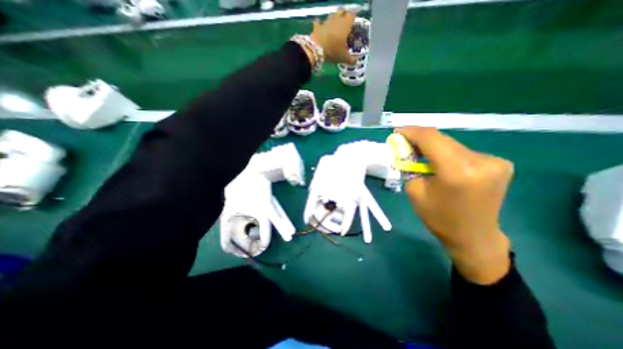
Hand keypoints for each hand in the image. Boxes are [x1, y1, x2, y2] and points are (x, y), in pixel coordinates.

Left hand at [310, 8, 354, 64]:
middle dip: (343, 16)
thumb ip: (351, 59)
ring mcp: (326, 22)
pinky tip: (321, 29)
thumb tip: (356, 62)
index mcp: (345, 25)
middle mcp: (336, 20)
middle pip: (342, 12)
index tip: (353, 24)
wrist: (316, 50)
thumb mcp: (344, 58)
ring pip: (332, 16)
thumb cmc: (333, 51)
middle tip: (344, 24)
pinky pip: (319, 23)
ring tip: (334, 27)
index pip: (352, 16)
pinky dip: (320, 25)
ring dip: (333, 20)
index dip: (353, 19)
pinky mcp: (317, 27)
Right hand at [396, 127, 512, 284]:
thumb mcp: (414, 191)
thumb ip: (409, 166)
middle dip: (420, 138)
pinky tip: (440, 162)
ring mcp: (494, 161)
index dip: (412, 131)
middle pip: (442, 139)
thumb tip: (407, 148)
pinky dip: (447, 153)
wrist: (474, 236)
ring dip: (433, 146)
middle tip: (405, 142)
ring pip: (452, 144)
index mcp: (457, 171)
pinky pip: (463, 151)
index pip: (431, 138)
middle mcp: (480, 161)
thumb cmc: (439, 217)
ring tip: (420, 153)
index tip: (397, 131)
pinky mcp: (499, 163)